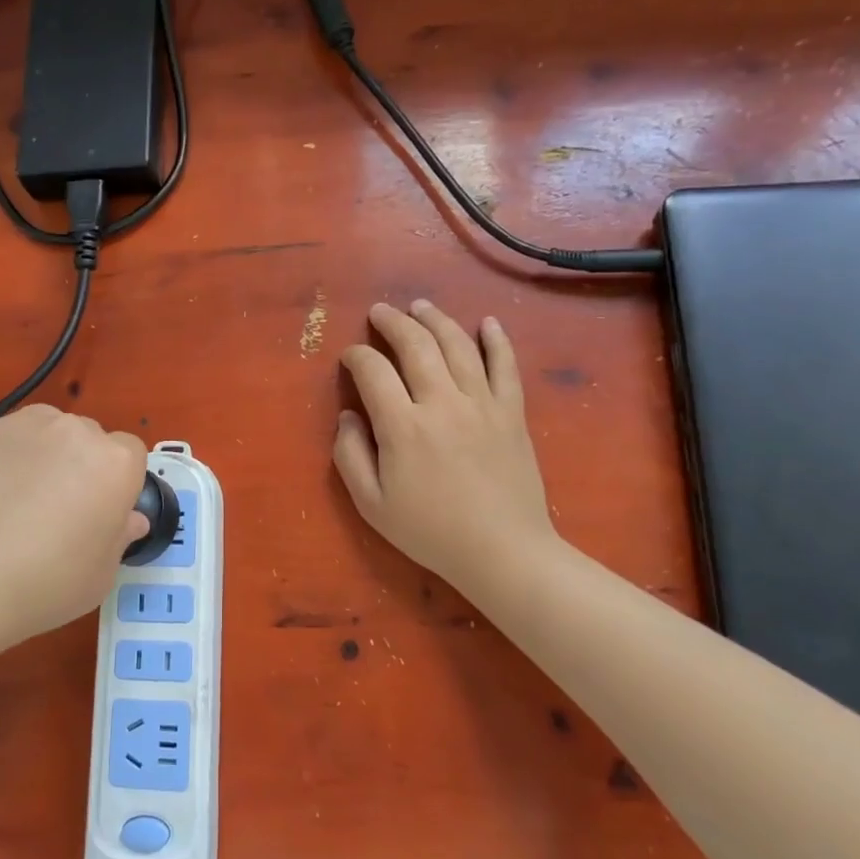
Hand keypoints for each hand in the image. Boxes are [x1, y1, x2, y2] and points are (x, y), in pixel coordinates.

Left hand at [0, 405, 149, 650]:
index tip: (101, 514)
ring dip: (49, 455)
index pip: (132, 455)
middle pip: (91, 439)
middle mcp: (76, 432)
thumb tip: (129, 519)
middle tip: (62, 510)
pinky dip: (11, 457)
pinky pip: (13, 438)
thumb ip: (120, 537)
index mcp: (115, 463)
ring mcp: (27, 426)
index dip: (119, 484)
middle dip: (84, 466)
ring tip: (23, 499)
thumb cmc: (45, 583)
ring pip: (52, 431)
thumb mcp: (100, 575)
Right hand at [335, 300, 563, 593]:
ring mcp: (482, 404)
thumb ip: (350, 455)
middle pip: (415, 345)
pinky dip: (496, 340)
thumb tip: (348, 415)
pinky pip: (505, 366)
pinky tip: (487, 322)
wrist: (503, 552)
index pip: (373, 371)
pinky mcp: (512, 412)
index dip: (356, 357)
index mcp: (402, 426)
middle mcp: (442, 403)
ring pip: (457, 345)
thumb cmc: (430, 532)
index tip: (350, 357)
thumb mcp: (371, 504)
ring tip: (420, 306)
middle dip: (392, 322)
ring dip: (435, 319)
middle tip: (380, 312)